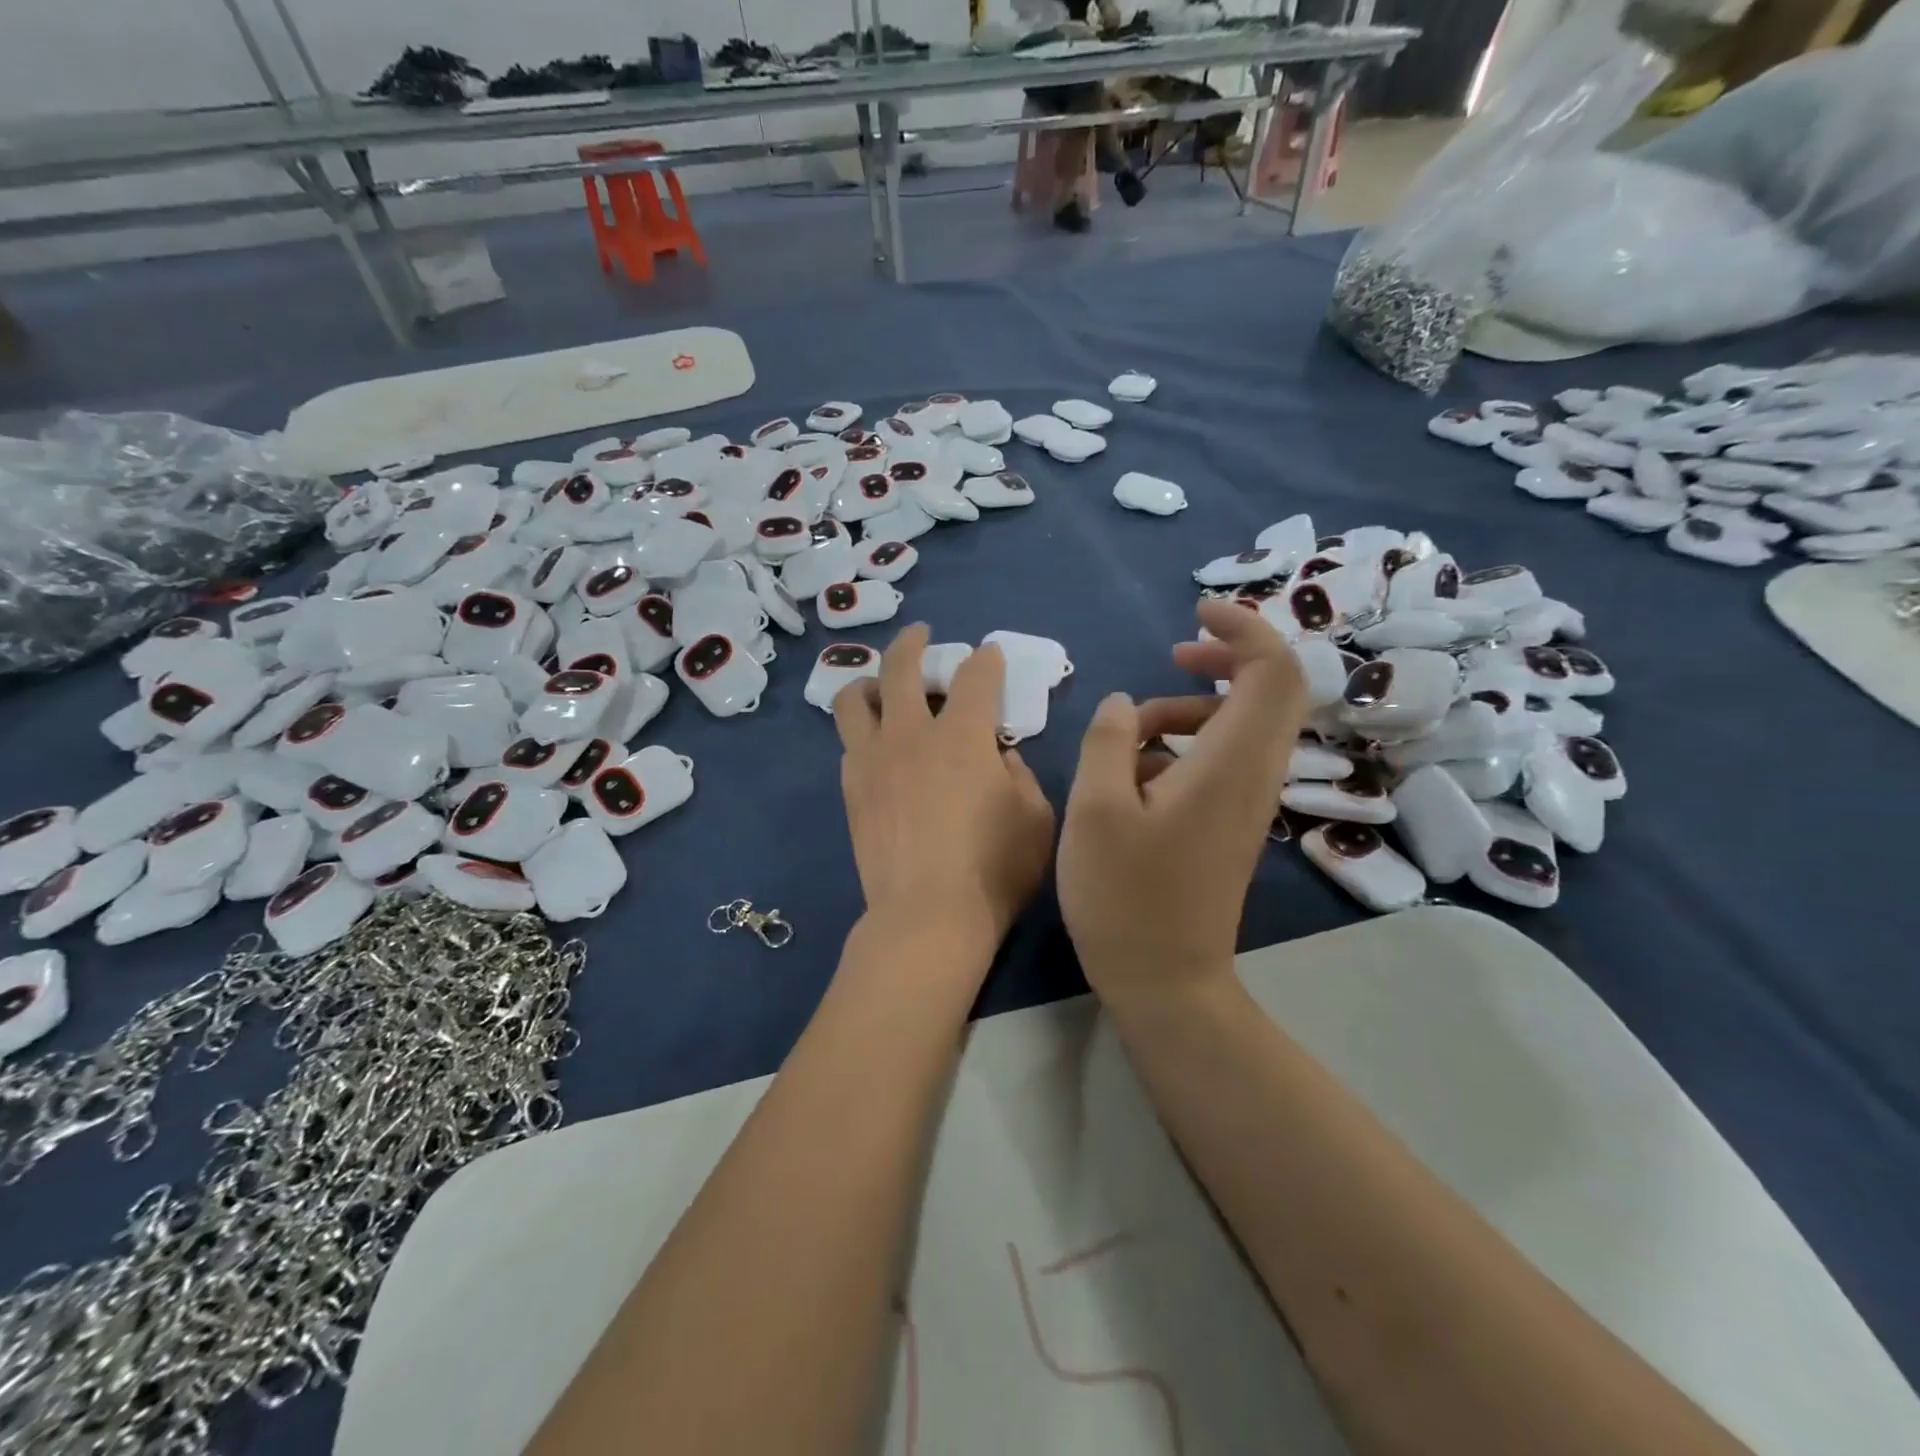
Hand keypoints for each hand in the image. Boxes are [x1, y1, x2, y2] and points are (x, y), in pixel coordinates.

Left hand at [835, 625, 1055, 962]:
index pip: (975, 677)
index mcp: (962, 736)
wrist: (927, 916)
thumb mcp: (1035, 818)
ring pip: (853, 699)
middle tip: (920, 635)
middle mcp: (910, 735)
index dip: (985, 660)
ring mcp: (873, 760)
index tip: (989, 655)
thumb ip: (1021, 776)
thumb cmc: (994, 869)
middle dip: (912, 642)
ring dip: (868, 681)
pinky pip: (849, 743)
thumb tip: (998, 757)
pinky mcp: (851, 790)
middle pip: (900, 668)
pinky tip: (876, 745)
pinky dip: (862, 731)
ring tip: (880, 687)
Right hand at [1057, 601, 1308, 1005]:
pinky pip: (1224, 758)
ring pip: (1242, 725)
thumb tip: (1124, 704)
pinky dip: (1187, 742)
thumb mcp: (1096, 809)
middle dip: (1226, 658)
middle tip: (1174, 654)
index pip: (1273, 670)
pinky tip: (1135, 771)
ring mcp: (1248, 802)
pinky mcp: (1231, 824)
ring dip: (1192, 707)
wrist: (1165, 981)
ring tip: (1133, 728)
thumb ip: (1109, 741)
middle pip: (1273, 690)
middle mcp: (1255, 775)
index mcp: (1231, 764)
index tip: (1196, 612)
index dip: (1244, 627)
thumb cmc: (1125, 896)